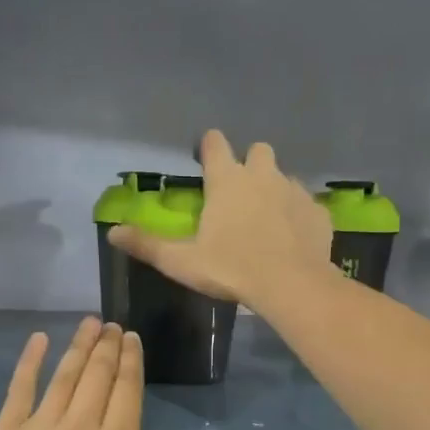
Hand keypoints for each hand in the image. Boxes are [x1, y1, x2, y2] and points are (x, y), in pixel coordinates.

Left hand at [0, 319, 232, 429]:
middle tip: (112, 325)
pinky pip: (19, 388)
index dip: (131, 360)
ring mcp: (40, 428)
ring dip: (79, 346)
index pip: (127, 391)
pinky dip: (29, 361)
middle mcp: (80, 429)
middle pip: (98, 375)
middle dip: (108, 345)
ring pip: (64, 375)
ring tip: (89, 324)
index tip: (132, 338)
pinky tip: (39, 339)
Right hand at [108, 130, 333, 312]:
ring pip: (283, 176)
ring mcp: (294, 190)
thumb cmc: (231, 268)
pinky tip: (291, 237)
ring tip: (266, 219)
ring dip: (273, 189)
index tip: (206, 156)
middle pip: (258, 150)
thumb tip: (112, 233)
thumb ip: (147, 245)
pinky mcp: (317, 211)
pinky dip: (297, 214)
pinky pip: (305, 204)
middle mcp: (262, 175)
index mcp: (227, 180)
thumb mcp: (181, 261)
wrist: (292, 284)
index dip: (209, 145)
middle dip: (249, 163)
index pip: (215, 144)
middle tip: (240, 192)